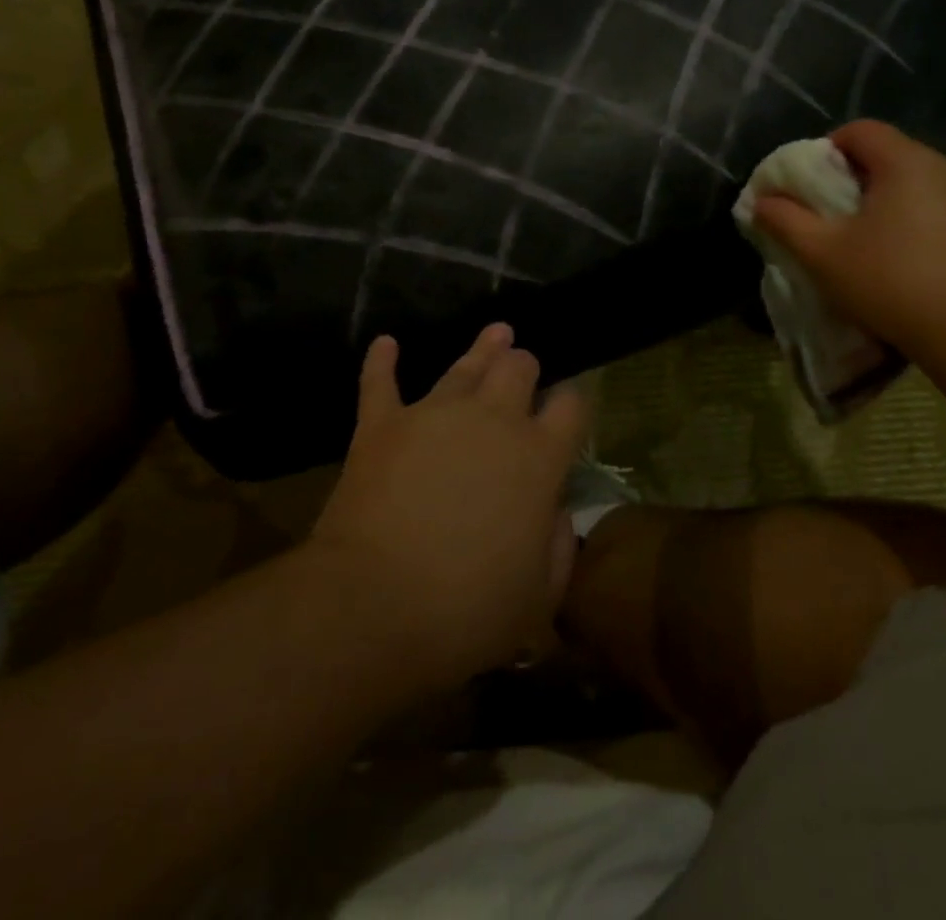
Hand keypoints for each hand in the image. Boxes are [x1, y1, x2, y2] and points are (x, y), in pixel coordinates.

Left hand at [308, 324, 585, 691]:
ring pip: (465, 365)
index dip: (572, 403)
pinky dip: (383, 361)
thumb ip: (558, 547)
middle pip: (519, 368)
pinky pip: (381, 382)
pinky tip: (386, 343)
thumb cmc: (467, 612)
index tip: (567, 411)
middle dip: (526, 367)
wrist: (374, 607)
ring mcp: (435, 415)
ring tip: (497, 333)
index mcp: (538, 458)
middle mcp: (493, 420)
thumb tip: (555, 512)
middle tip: (524, 372)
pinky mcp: (382, 424)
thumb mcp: (539, 599)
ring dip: (484, 348)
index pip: (571, 407)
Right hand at [753, 120, 945, 367]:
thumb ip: (786, 220)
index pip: (860, 129)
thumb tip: (761, 200)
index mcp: (906, 161)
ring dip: (884, 202)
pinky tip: (904, 262)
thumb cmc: (892, 283)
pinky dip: (913, 221)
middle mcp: (945, 167)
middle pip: (888, 154)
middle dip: (853, 178)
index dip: (826, 148)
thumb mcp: (823, 254)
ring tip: (865, 242)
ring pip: (915, 183)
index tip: (811, 185)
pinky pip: (939, 208)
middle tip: (830, 216)